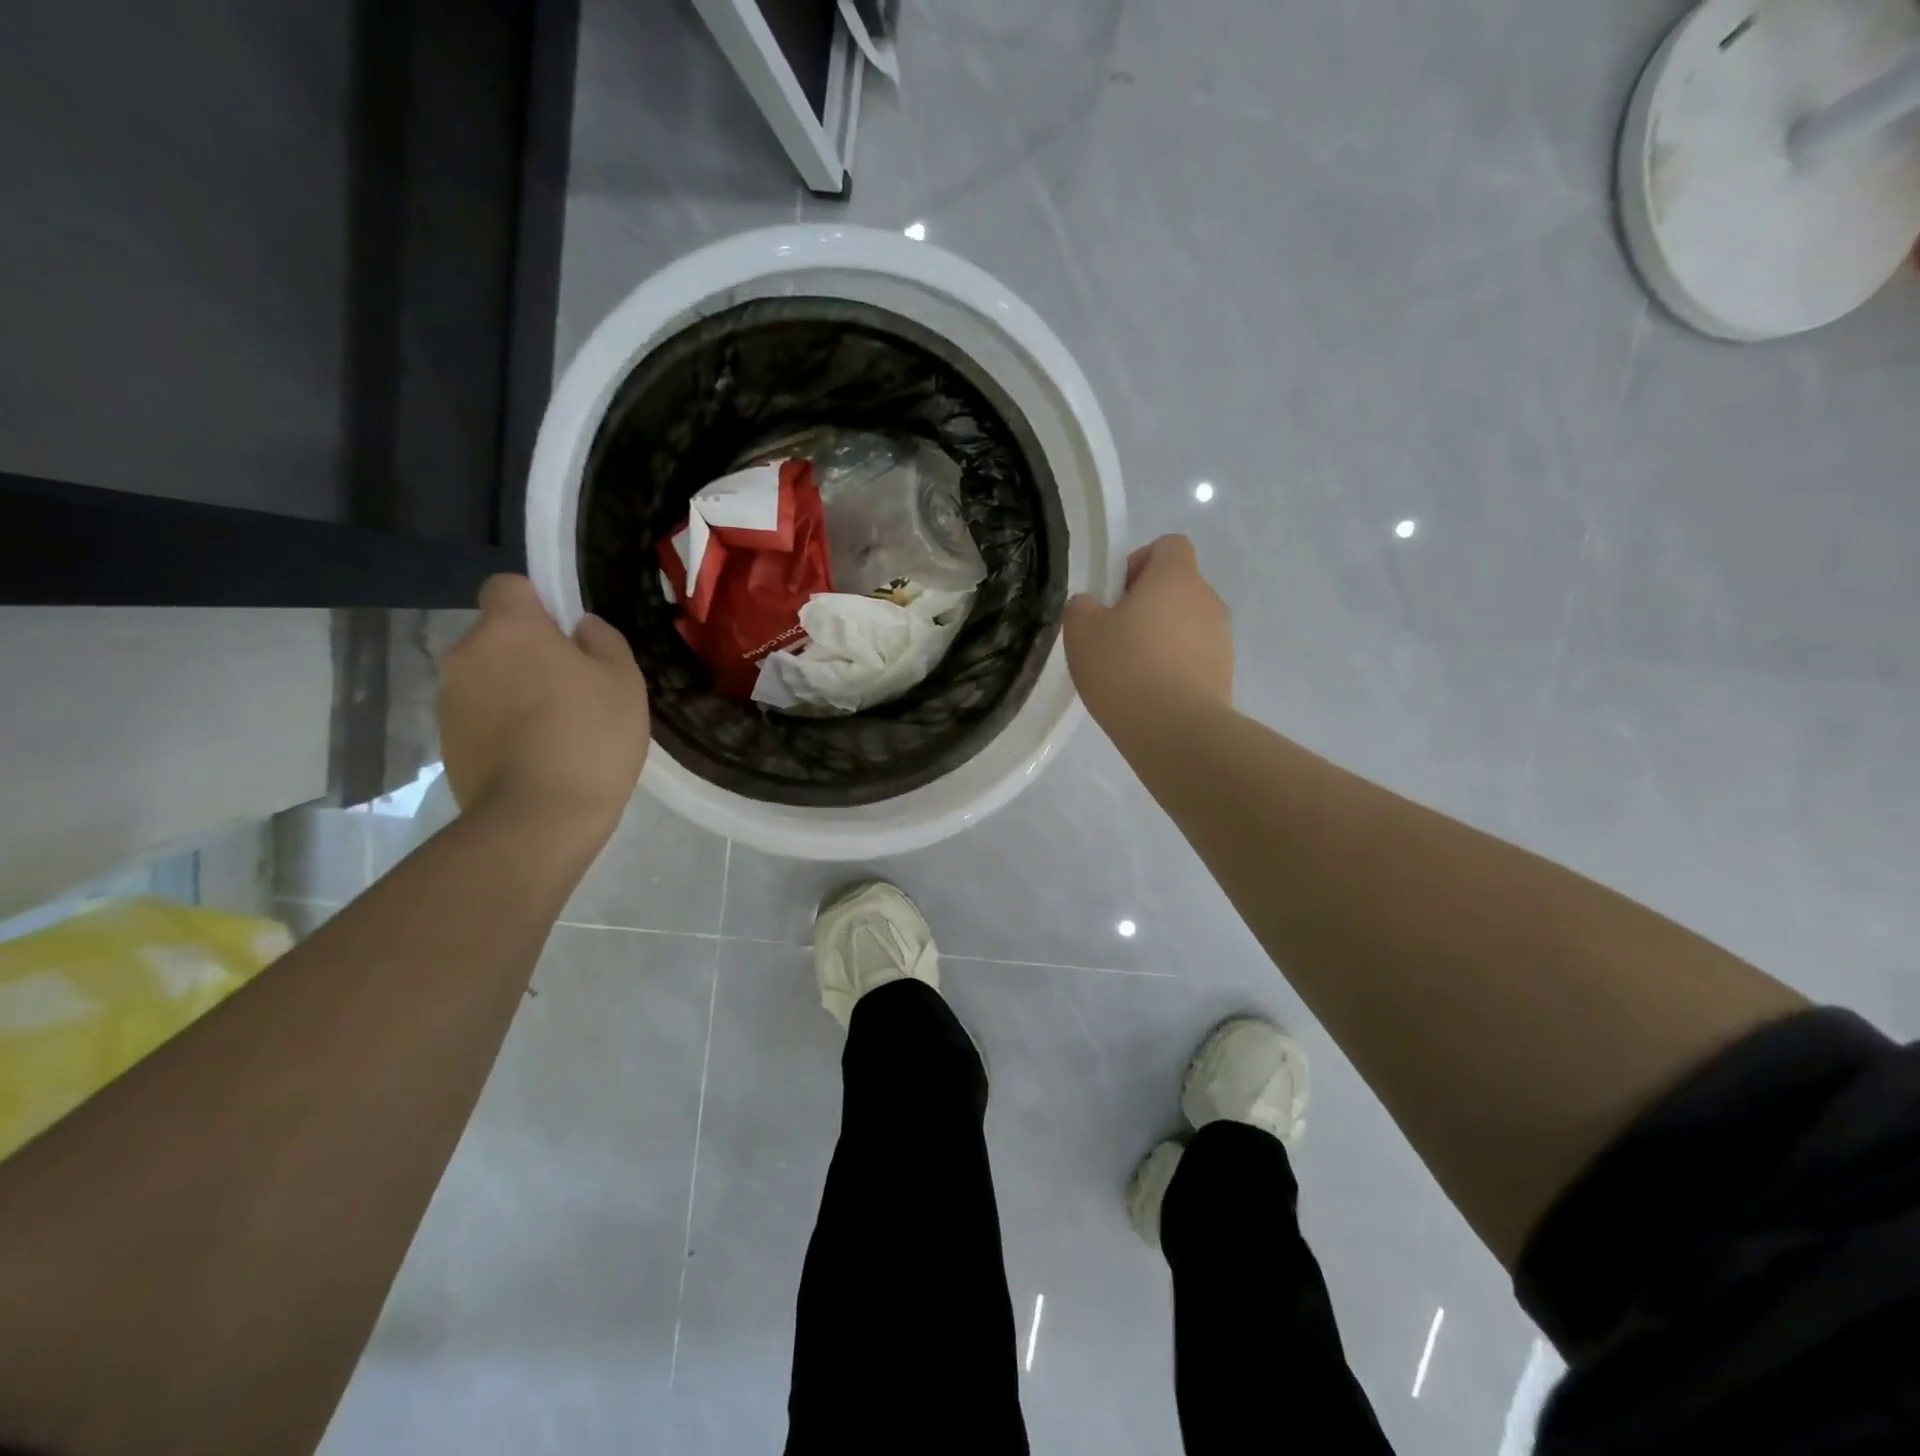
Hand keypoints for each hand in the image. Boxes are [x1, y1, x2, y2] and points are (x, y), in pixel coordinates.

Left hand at [438, 575, 649, 836]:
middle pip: (498, 636)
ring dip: (514, 690)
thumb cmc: (591, 736)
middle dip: (528, 653)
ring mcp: (450, 700)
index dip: (537, 602)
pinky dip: (502, 725)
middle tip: (573, 689)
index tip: (567, 634)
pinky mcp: (446, 742)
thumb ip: (604, 641)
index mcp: (510, 629)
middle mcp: (467, 654)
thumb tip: (580, 629)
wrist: (539, 818)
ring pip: (487, 677)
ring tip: (556, 730)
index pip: (508, 586)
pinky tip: (536, 756)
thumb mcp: (624, 681)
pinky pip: (480, 715)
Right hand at [1063, 534, 1231, 729]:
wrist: (1175, 730)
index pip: (1168, 545)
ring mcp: (1221, 638)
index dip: (1139, 562)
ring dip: (1162, 638)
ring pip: (1186, 624)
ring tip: (1132, 672)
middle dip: (1147, 605)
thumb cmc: (1124, 668)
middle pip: (1177, 587)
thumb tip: (1093, 606)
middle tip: (1115, 637)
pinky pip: (1195, 657)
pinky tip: (1150, 695)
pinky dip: (1175, 667)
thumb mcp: (1081, 632)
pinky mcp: (1225, 673)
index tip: (1115, 596)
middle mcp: (1207, 598)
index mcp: (1175, 577)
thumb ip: (1082, 607)